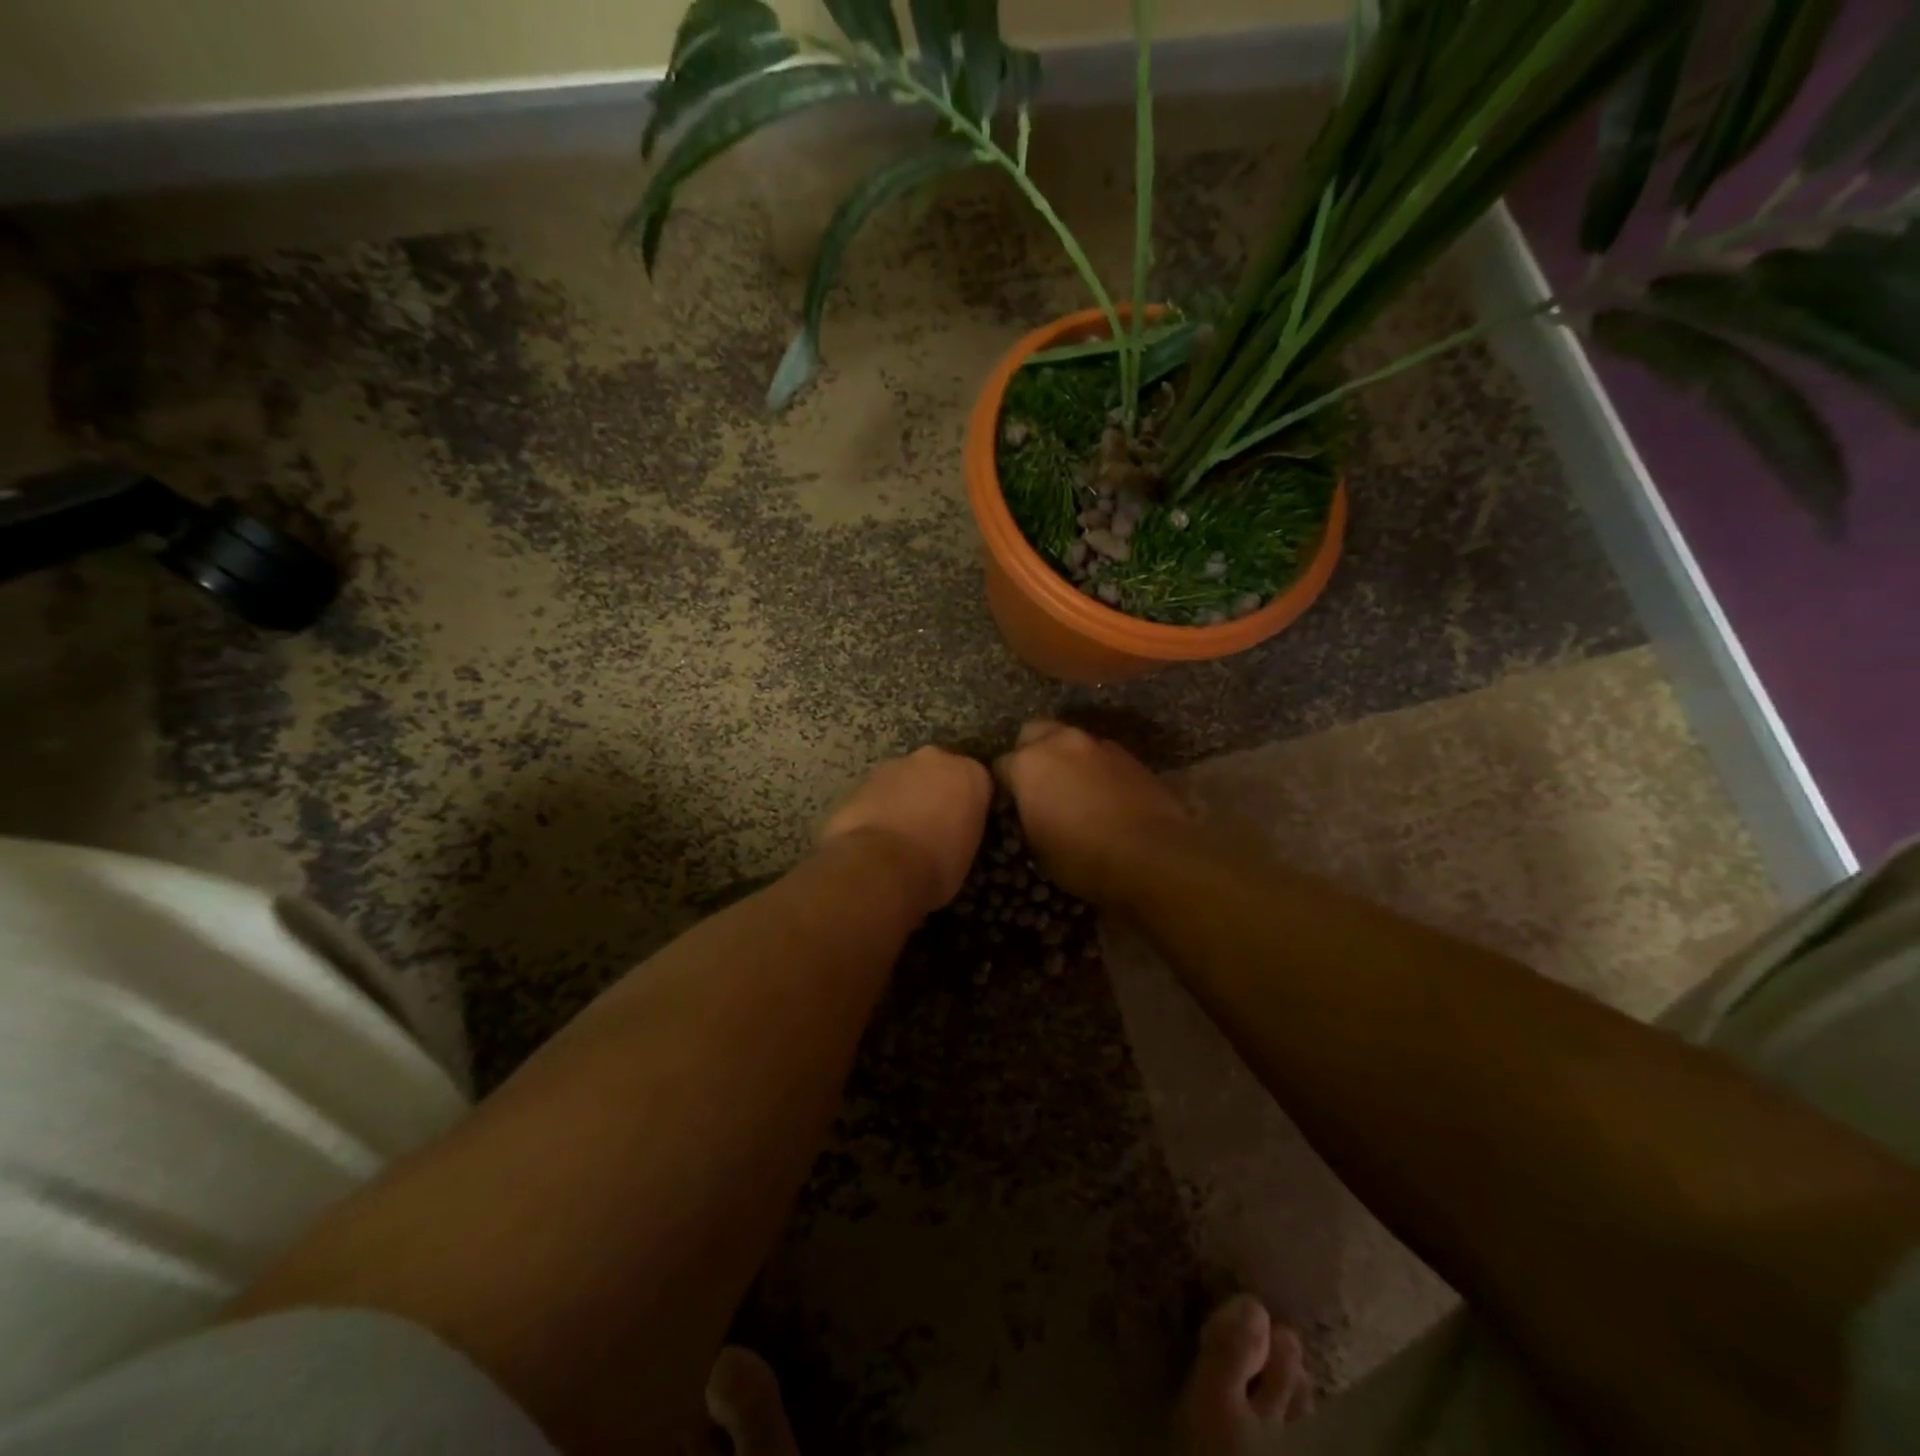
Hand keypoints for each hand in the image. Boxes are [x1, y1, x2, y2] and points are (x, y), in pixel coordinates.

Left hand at [820, 746, 991, 916]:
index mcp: (970, 774)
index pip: (978, 782)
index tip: (963, 825)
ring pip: (905, 779)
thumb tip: (950, 833)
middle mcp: (935, 759)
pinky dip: (878, 808)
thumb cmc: (937, 865)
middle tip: (931, 826)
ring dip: (904, 798)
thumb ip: (962, 827)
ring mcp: (894, 765)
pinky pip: (877, 793)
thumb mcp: (967, 852)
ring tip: (899, 834)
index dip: (969, 805)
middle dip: (935, 791)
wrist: (880, 866)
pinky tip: (874, 836)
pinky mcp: (861, 779)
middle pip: (939, 771)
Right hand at [994, 721, 1186, 904]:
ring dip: (1067, 758)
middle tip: (1038, 785)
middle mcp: (1061, 742)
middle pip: (1034, 733)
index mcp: (1028, 763)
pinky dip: (1096, 769)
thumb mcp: (1038, 847)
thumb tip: (1034, 810)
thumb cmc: (1082, 858)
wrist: (1152, 856)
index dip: (1004, 786)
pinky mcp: (1130, 756)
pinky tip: (1104, 795)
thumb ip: (1028, 815)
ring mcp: (1099, 745)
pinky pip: (1102, 756)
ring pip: (1072, 741)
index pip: (1001, 765)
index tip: (1011, 805)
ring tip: (1074, 790)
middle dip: (1031, 752)